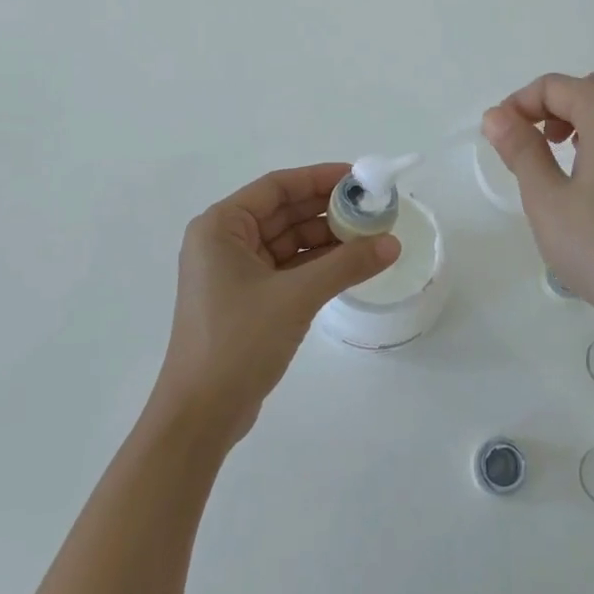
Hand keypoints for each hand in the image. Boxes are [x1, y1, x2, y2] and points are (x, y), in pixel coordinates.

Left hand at [156, 163, 399, 445]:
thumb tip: (392, 243)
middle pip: (284, 212)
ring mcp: (234, 273)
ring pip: (288, 242)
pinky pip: (288, 268)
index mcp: (221, 227)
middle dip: (328, 210)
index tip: (359, 178)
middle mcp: (224, 242)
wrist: (200, 415)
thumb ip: (346, 264)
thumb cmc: (238, 341)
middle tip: (373, 208)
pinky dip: (317, 265)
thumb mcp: (296, 296)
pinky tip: (351, 265)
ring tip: (371, 237)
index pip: (277, 187)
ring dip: (326, 239)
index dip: (319, 178)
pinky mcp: (247, 300)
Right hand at [482, 71, 593, 326]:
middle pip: (591, 91)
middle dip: (555, 107)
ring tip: (564, 158)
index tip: (499, 136)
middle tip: (531, 144)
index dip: (520, 103)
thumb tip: (496, 115)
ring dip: (587, 122)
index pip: (555, 86)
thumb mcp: (545, 197)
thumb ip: (520, 148)